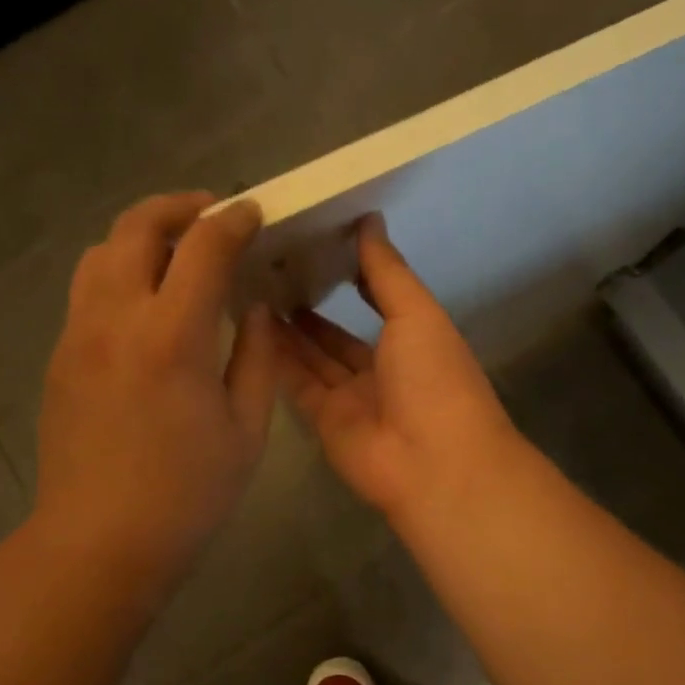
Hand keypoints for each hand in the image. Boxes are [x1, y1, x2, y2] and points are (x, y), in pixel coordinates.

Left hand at [34, 192, 276, 600]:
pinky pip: (88, 290)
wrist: (100, 541)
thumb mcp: (246, 430)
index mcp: (172, 336)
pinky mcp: (60, 356)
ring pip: (101, 252)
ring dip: (141, 235)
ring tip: (175, 252)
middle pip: (136, 228)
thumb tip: (253, 311)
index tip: (252, 213)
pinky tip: (147, 303)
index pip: (204, 247)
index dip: (232, 220)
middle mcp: (117, 318)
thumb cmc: (187, 493)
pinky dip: (119, 272)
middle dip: (178, 207)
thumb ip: (256, 358)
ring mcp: (79, 335)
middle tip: (211, 213)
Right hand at [273, 215, 524, 523]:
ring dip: (287, 331)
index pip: (376, 300)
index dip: (349, 275)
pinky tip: (249, 327)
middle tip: (267, 270)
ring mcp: (352, 399)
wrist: (434, 464)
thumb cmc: (435, 378)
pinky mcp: (324, 423)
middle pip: (337, 335)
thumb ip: (387, 271)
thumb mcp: (416, 313)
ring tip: (251, 291)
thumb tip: (370, 220)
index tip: (314, 244)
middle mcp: (381, 369)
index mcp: (413, 340)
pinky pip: (297, 385)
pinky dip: (276, 361)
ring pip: (313, 359)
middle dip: (309, 306)